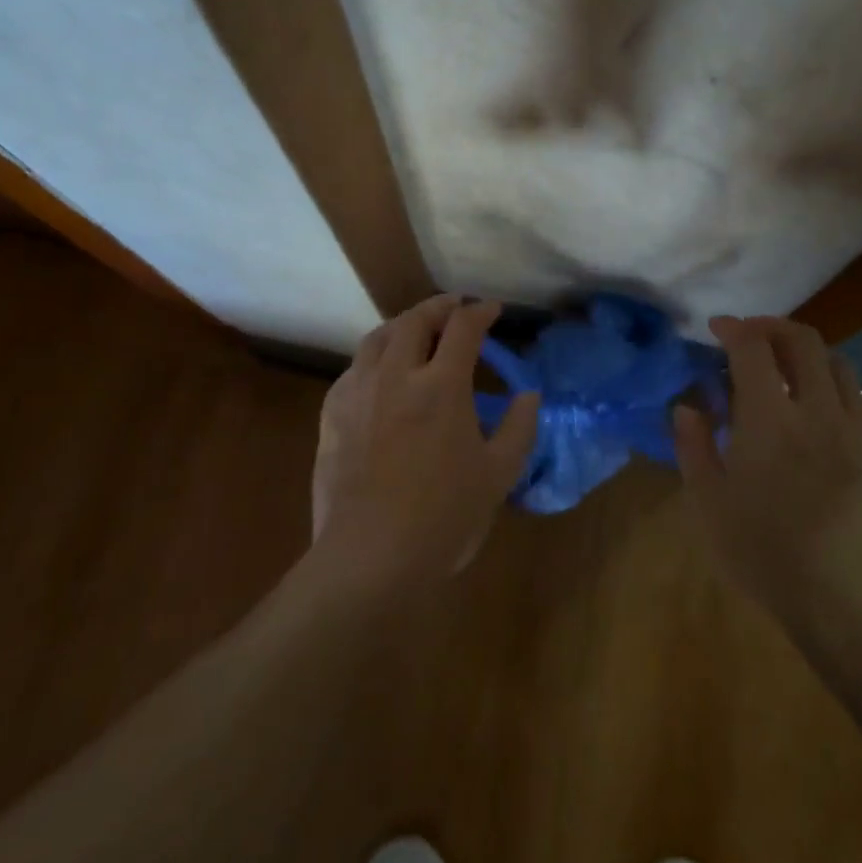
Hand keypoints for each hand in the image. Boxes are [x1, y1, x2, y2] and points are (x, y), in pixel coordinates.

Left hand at [311, 296, 540, 591]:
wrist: (371, 556)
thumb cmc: (444, 517)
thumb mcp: (499, 475)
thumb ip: (519, 428)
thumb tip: (529, 395)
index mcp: (441, 385)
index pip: (462, 328)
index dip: (480, 312)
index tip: (492, 310)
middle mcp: (396, 375)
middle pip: (414, 320)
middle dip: (438, 307)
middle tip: (454, 308)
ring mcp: (358, 392)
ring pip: (377, 338)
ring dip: (401, 325)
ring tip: (414, 330)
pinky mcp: (332, 415)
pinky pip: (353, 370)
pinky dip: (372, 358)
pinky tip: (378, 374)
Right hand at [674, 316, 861, 662]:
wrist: (851, 604)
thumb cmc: (767, 555)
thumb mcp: (709, 504)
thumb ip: (693, 446)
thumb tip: (687, 407)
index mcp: (770, 419)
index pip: (753, 348)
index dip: (734, 328)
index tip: (717, 328)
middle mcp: (818, 410)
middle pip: (804, 341)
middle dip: (773, 327)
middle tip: (750, 336)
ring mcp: (857, 430)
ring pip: (839, 363)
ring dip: (808, 352)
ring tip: (786, 369)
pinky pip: (861, 399)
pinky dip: (835, 388)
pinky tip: (821, 413)